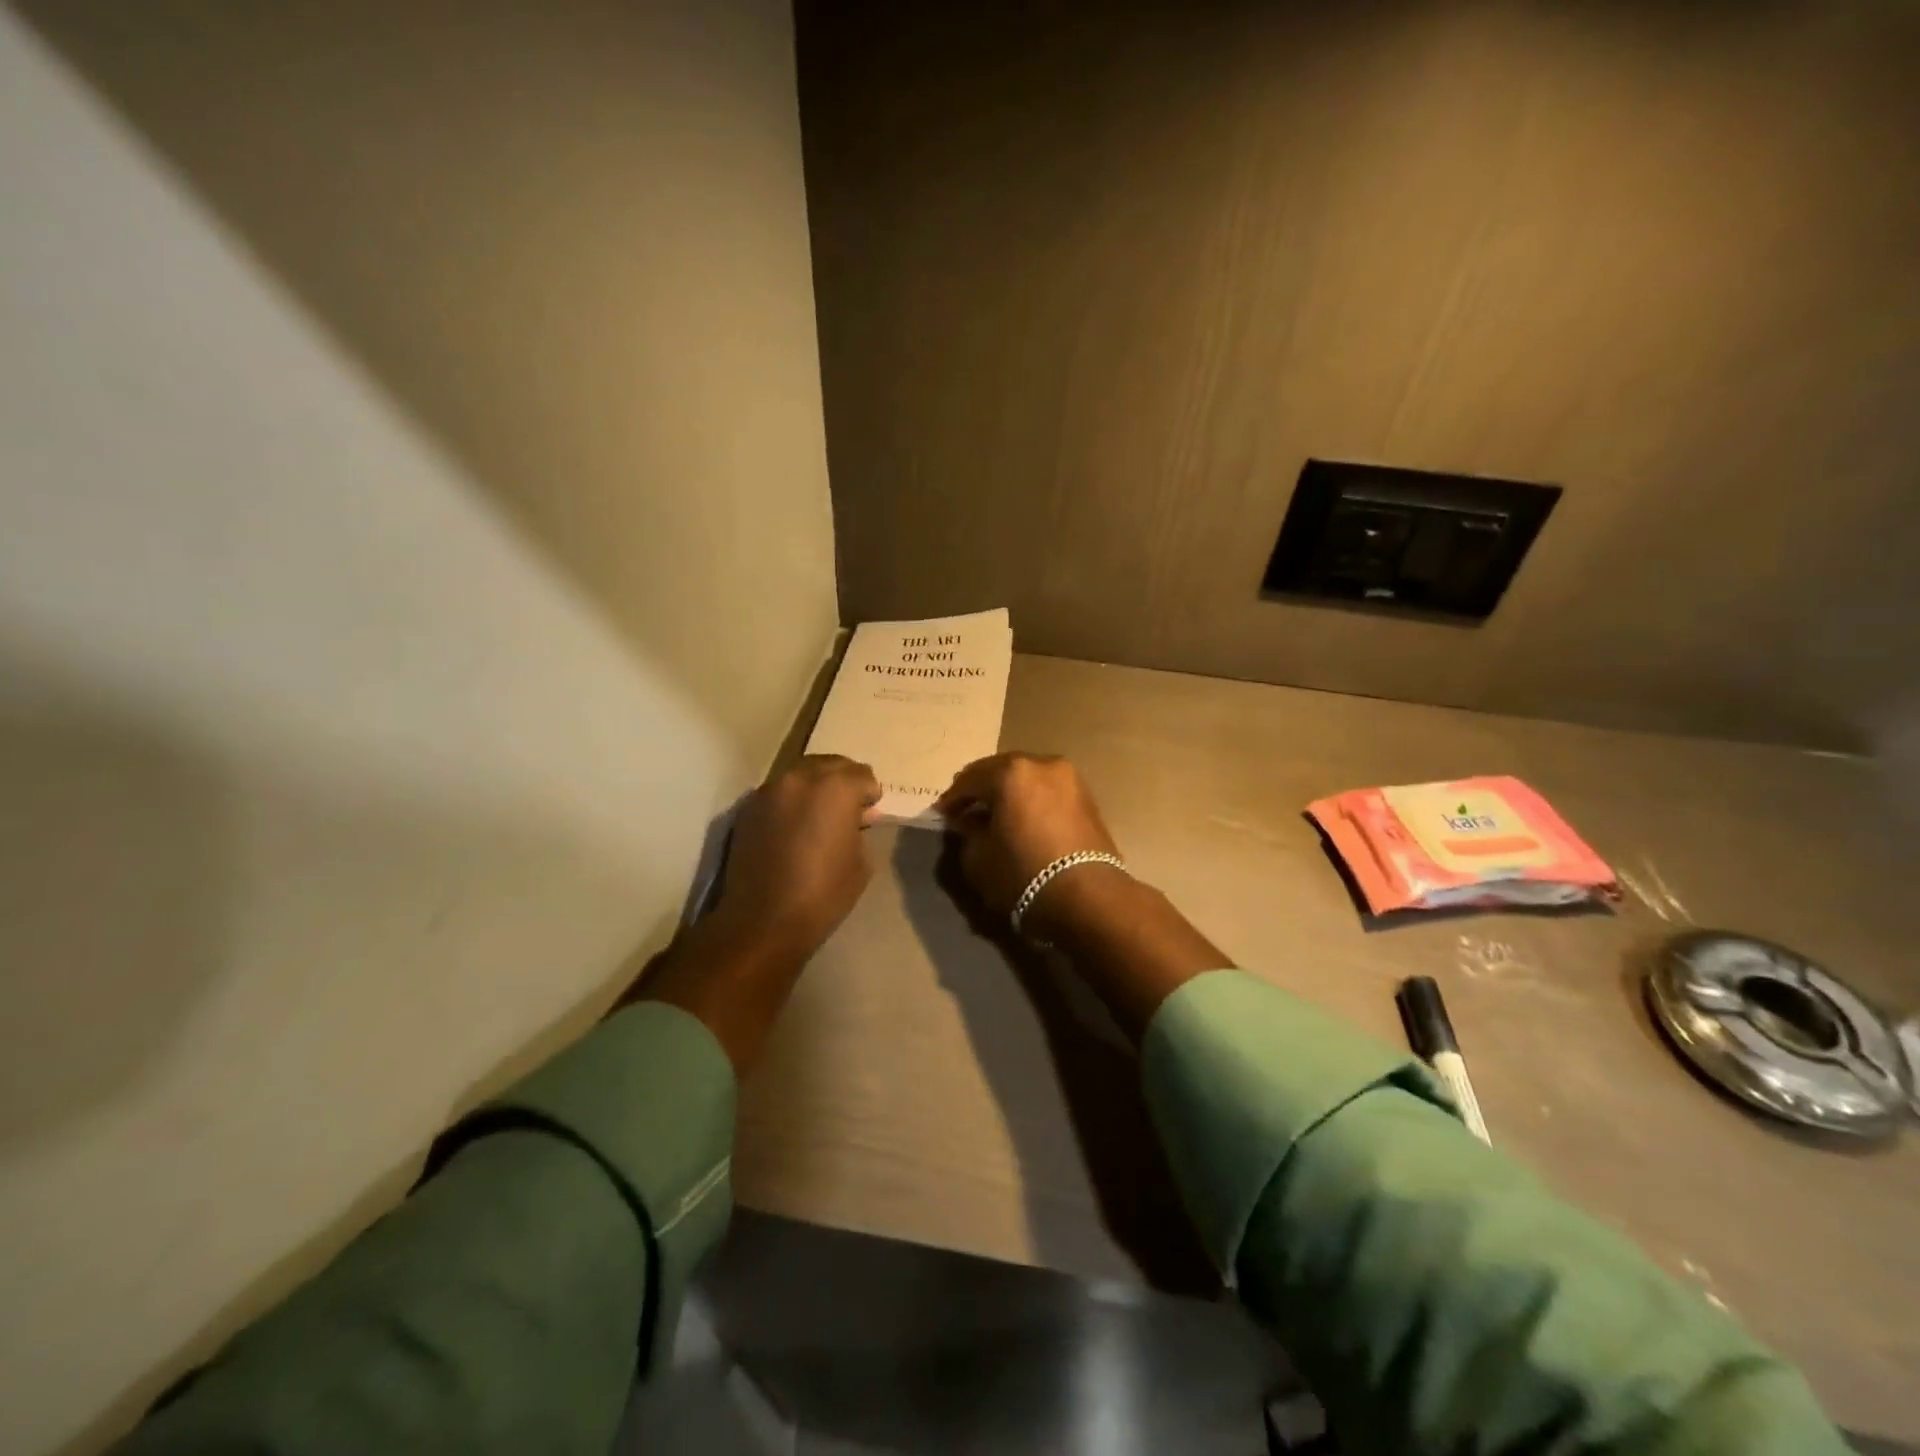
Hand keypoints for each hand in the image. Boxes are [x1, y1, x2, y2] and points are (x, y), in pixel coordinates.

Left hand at [712, 754, 882, 959]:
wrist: (762, 921)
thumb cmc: (823, 894)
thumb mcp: (861, 863)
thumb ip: (861, 829)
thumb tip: (857, 817)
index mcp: (836, 788)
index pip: (863, 775)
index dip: (870, 795)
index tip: (869, 814)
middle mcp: (801, 778)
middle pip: (831, 764)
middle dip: (844, 782)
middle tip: (848, 809)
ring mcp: (770, 790)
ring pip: (802, 774)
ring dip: (816, 787)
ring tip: (819, 816)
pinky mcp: (748, 807)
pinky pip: (780, 791)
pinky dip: (792, 800)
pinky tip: (794, 827)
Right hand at [933, 753, 1121, 928]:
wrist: (1088, 898)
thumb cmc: (1023, 875)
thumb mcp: (978, 858)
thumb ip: (967, 832)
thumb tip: (969, 821)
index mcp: (1011, 772)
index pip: (970, 779)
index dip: (953, 798)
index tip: (942, 813)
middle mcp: (1042, 764)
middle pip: (1001, 770)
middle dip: (982, 789)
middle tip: (966, 809)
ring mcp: (1069, 778)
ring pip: (1028, 778)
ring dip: (1009, 793)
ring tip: (995, 816)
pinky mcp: (1087, 798)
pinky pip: (1047, 791)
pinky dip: (1031, 800)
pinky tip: (1022, 820)